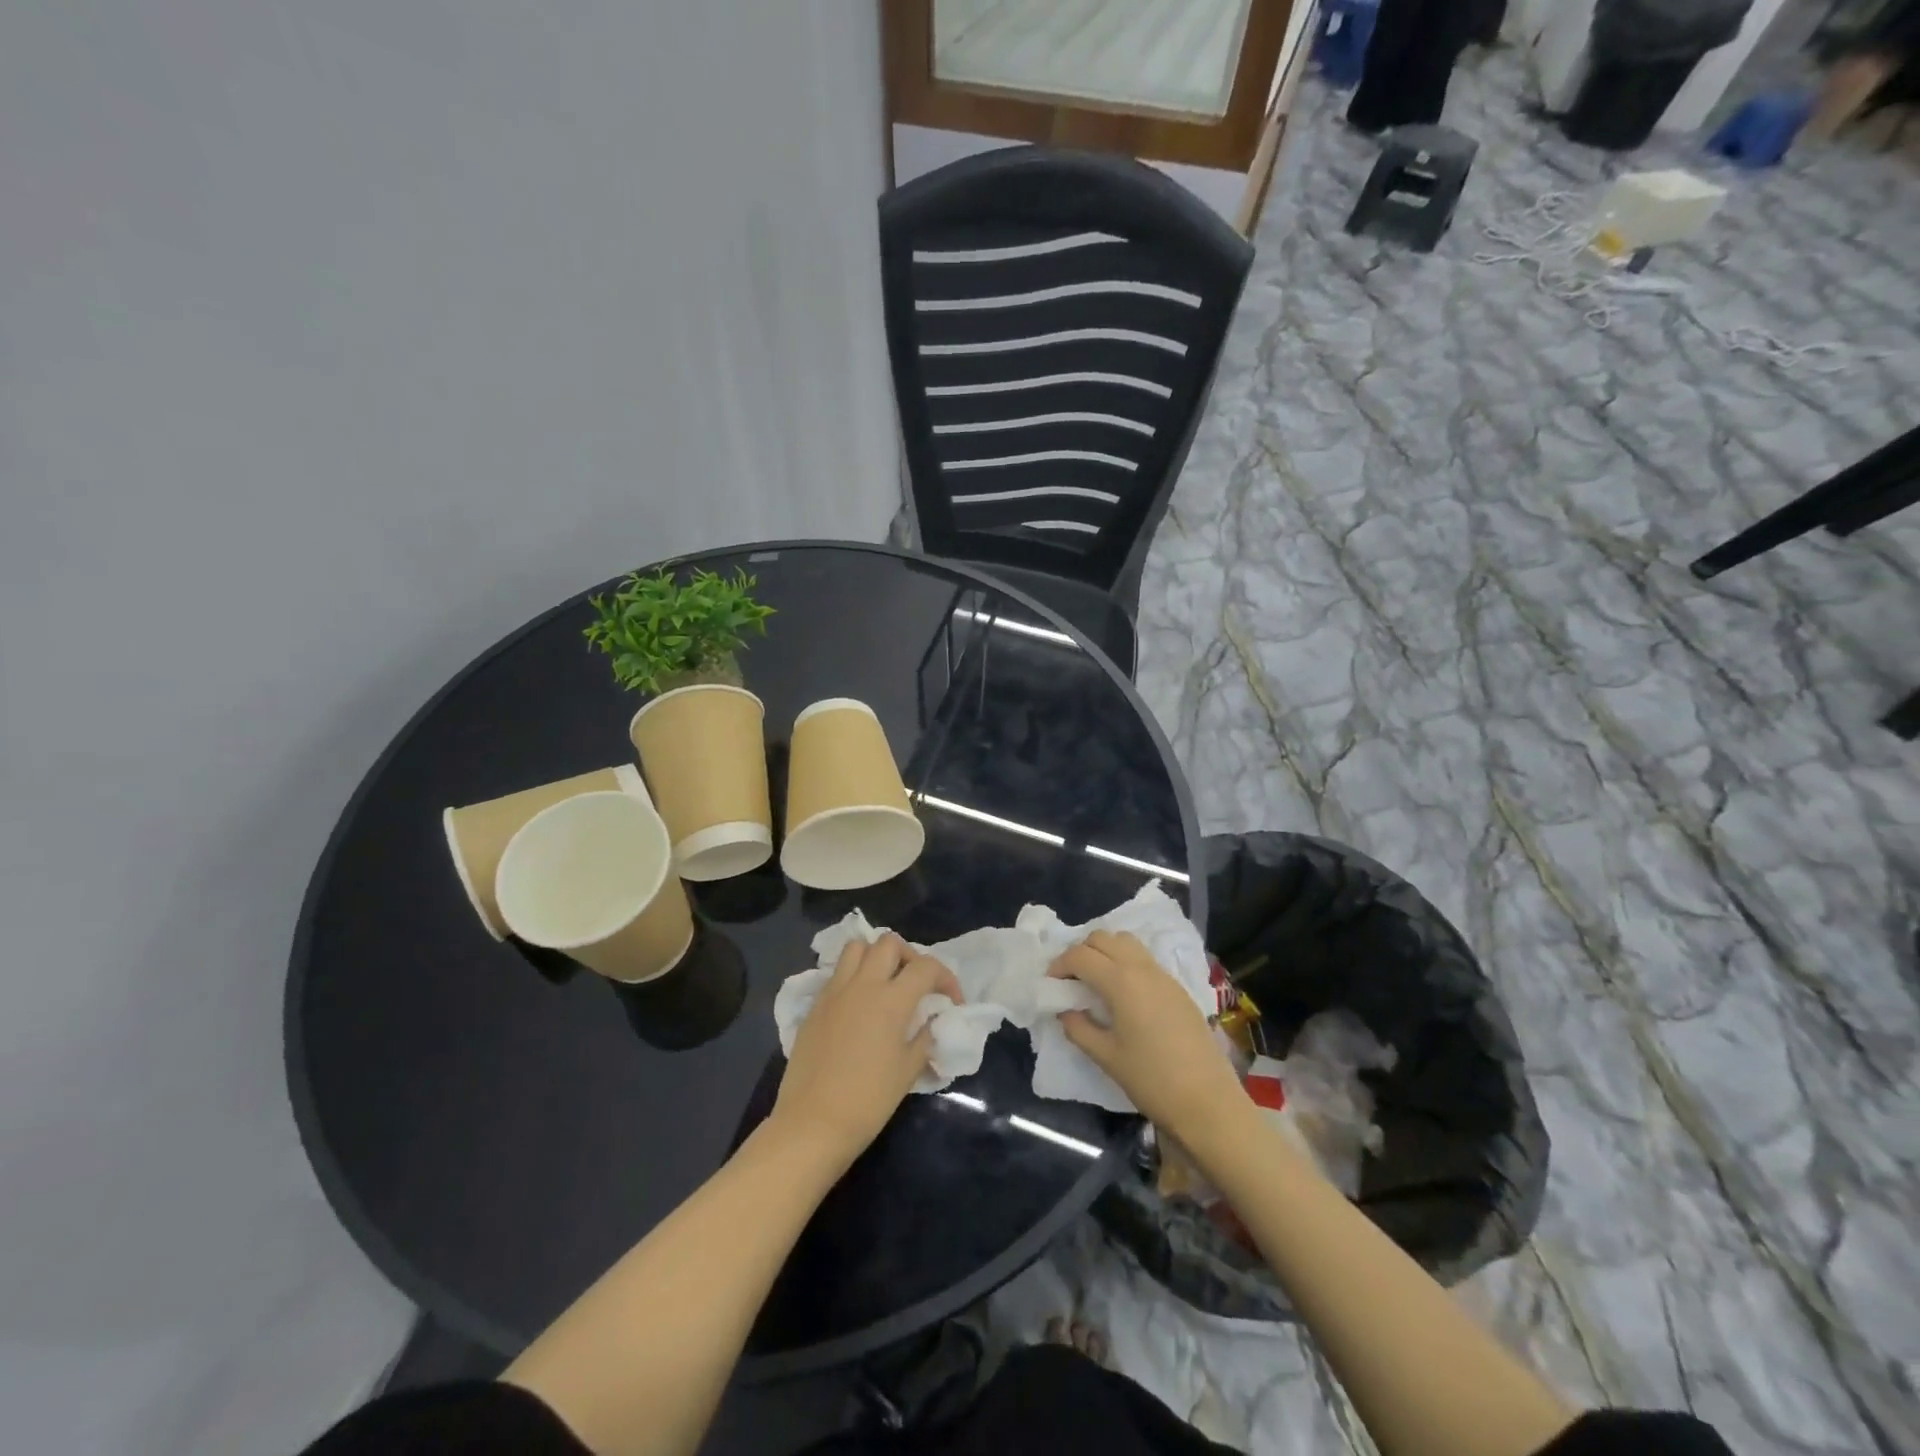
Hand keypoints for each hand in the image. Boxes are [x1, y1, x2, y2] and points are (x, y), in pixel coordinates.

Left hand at [772, 934, 962, 1165]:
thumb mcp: (908, 1070)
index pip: (926, 967)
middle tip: (916, 984)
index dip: (946, 979)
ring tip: (885, 983)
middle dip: (910, 956)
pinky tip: (859, 1004)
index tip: (952, 1002)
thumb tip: (930, 1023)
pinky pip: (837, 972)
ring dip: (876, 956)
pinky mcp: (815, 1005)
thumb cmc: (868, 1101)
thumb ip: (924, 1037)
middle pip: (889, 943)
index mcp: (891, 1000)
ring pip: (857, 947)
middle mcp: (862, 985)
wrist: (812, 1123)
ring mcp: (834, 991)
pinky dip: (853, 975)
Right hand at [1049, 931, 1242, 1139]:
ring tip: (1096, 981)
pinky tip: (1123, 994)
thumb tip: (1065, 1011)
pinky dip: (1125, 963)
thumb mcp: (1106, 1056)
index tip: (1050, 984)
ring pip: (1126, 942)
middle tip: (1070, 980)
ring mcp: (1164, 976)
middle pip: (1103, 938)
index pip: (1080, 956)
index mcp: (1121, 981)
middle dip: (1081, 952)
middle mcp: (1142, 968)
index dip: (1059, 965)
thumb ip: (1079, 1028)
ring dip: (1105, 952)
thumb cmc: (1152, 1080)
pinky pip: (1144, 959)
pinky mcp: (1178, 988)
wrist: (1208, 1102)